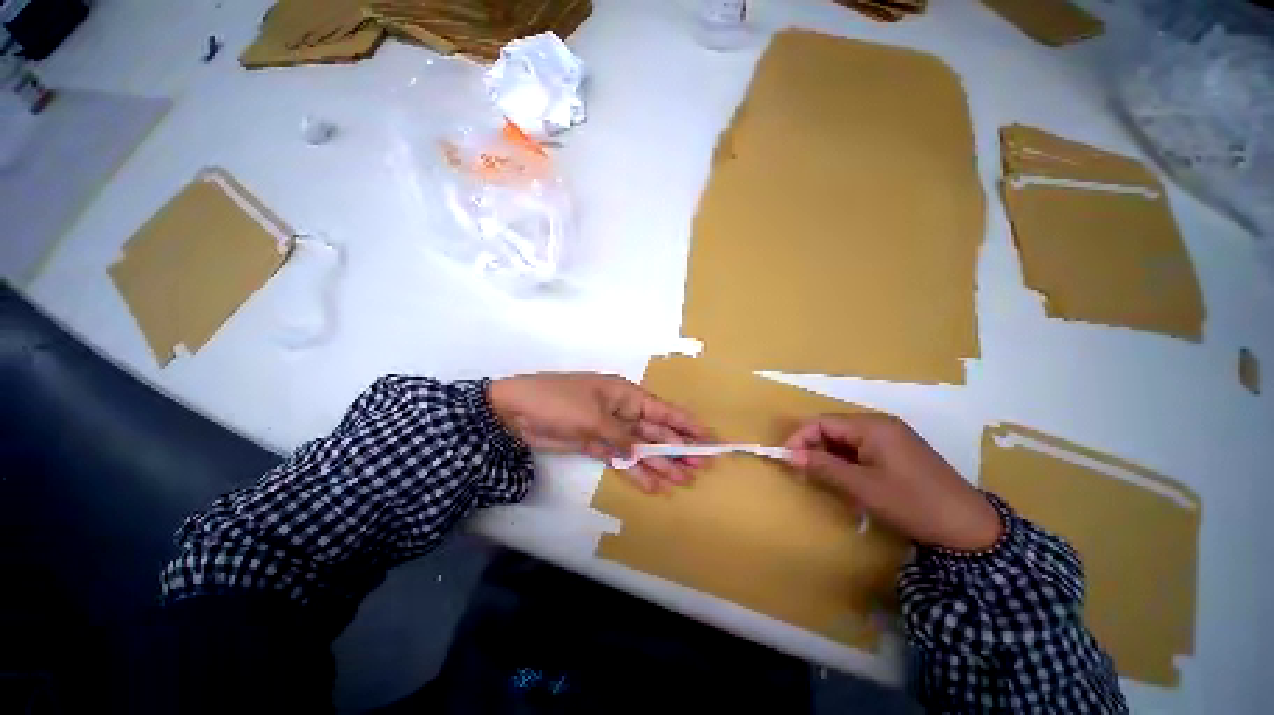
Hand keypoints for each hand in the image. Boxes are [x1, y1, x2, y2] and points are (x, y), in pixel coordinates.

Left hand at [489, 373, 712, 492]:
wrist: (516, 413)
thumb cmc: (558, 402)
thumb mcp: (593, 417)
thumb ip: (620, 437)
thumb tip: (640, 452)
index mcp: (624, 395)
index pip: (662, 410)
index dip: (686, 423)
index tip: (708, 437)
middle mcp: (622, 411)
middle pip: (656, 430)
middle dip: (677, 447)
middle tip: (700, 466)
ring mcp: (610, 430)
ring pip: (641, 448)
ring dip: (661, 463)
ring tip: (683, 479)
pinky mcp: (597, 445)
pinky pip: (622, 459)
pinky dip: (636, 471)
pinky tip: (653, 485)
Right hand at [784, 415, 1001, 551]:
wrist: (970, 528)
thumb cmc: (912, 503)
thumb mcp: (862, 487)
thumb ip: (823, 467)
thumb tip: (788, 455)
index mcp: (872, 426)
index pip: (823, 422)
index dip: (800, 438)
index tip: (787, 460)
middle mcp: (880, 425)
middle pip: (834, 430)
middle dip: (814, 449)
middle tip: (803, 473)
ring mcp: (892, 438)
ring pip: (846, 442)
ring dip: (830, 458)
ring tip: (824, 480)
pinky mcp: (898, 453)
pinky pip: (862, 451)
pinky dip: (848, 464)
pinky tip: (848, 483)